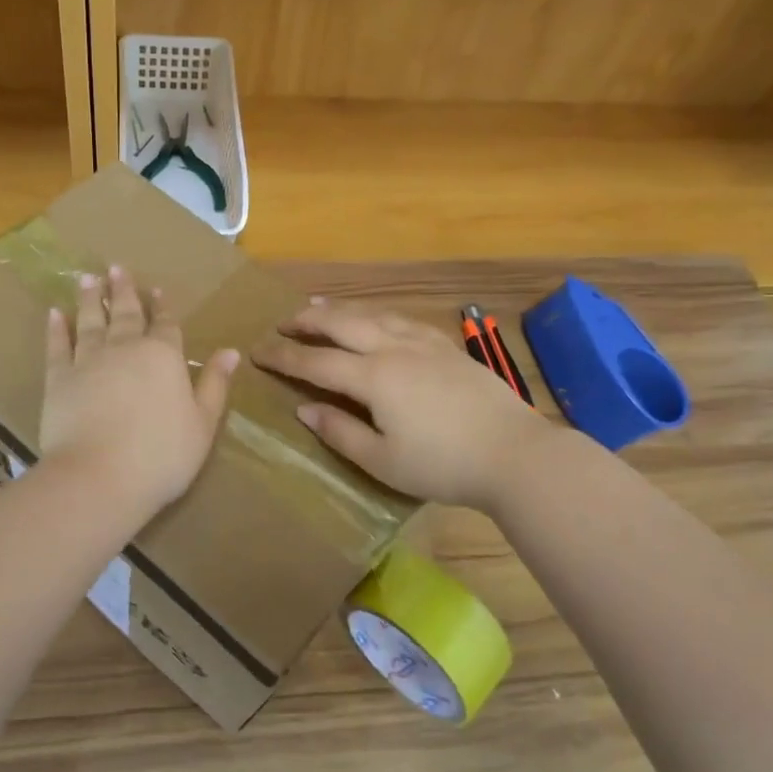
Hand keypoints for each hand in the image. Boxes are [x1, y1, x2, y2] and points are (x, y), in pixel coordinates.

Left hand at [39, 265, 238, 519]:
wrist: (99, 477)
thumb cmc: (161, 455)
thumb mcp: (202, 424)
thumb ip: (214, 385)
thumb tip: (230, 352)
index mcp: (164, 357)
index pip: (166, 325)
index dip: (163, 308)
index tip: (157, 289)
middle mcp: (126, 349)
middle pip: (127, 315)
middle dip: (125, 291)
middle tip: (117, 268)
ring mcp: (88, 361)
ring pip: (91, 321)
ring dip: (92, 299)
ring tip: (88, 278)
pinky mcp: (58, 379)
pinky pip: (57, 346)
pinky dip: (57, 328)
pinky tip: (55, 313)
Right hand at [252, 300, 548, 511]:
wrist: (515, 453)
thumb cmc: (443, 465)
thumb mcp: (383, 461)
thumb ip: (340, 433)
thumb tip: (305, 409)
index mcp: (374, 378)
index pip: (316, 363)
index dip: (284, 357)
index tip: (257, 352)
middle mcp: (394, 349)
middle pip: (342, 324)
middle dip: (308, 321)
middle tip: (283, 322)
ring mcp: (425, 344)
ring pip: (373, 315)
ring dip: (341, 310)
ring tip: (319, 306)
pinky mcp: (448, 348)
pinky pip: (402, 320)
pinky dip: (377, 314)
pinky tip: (377, 318)